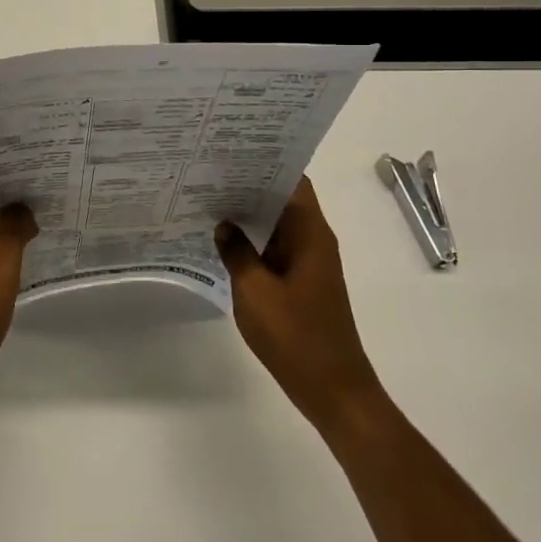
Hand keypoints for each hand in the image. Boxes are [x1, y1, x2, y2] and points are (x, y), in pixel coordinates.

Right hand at [216, 177, 379, 432]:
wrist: (332, 389)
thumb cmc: (295, 335)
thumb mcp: (254, 291)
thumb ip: (236, 252)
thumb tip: (223, 224)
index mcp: (310, 234)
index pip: (292, 181)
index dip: (264, 163)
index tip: (230, 152)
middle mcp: (314, 240)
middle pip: (283, 199)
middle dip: (249, 185)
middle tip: (208, 172)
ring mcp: (309, 263)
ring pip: (277, 225)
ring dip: (249, 214)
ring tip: (208, 199)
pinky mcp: (302, 283)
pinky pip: (275, 249)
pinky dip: (253, 241)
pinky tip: (222, 240)